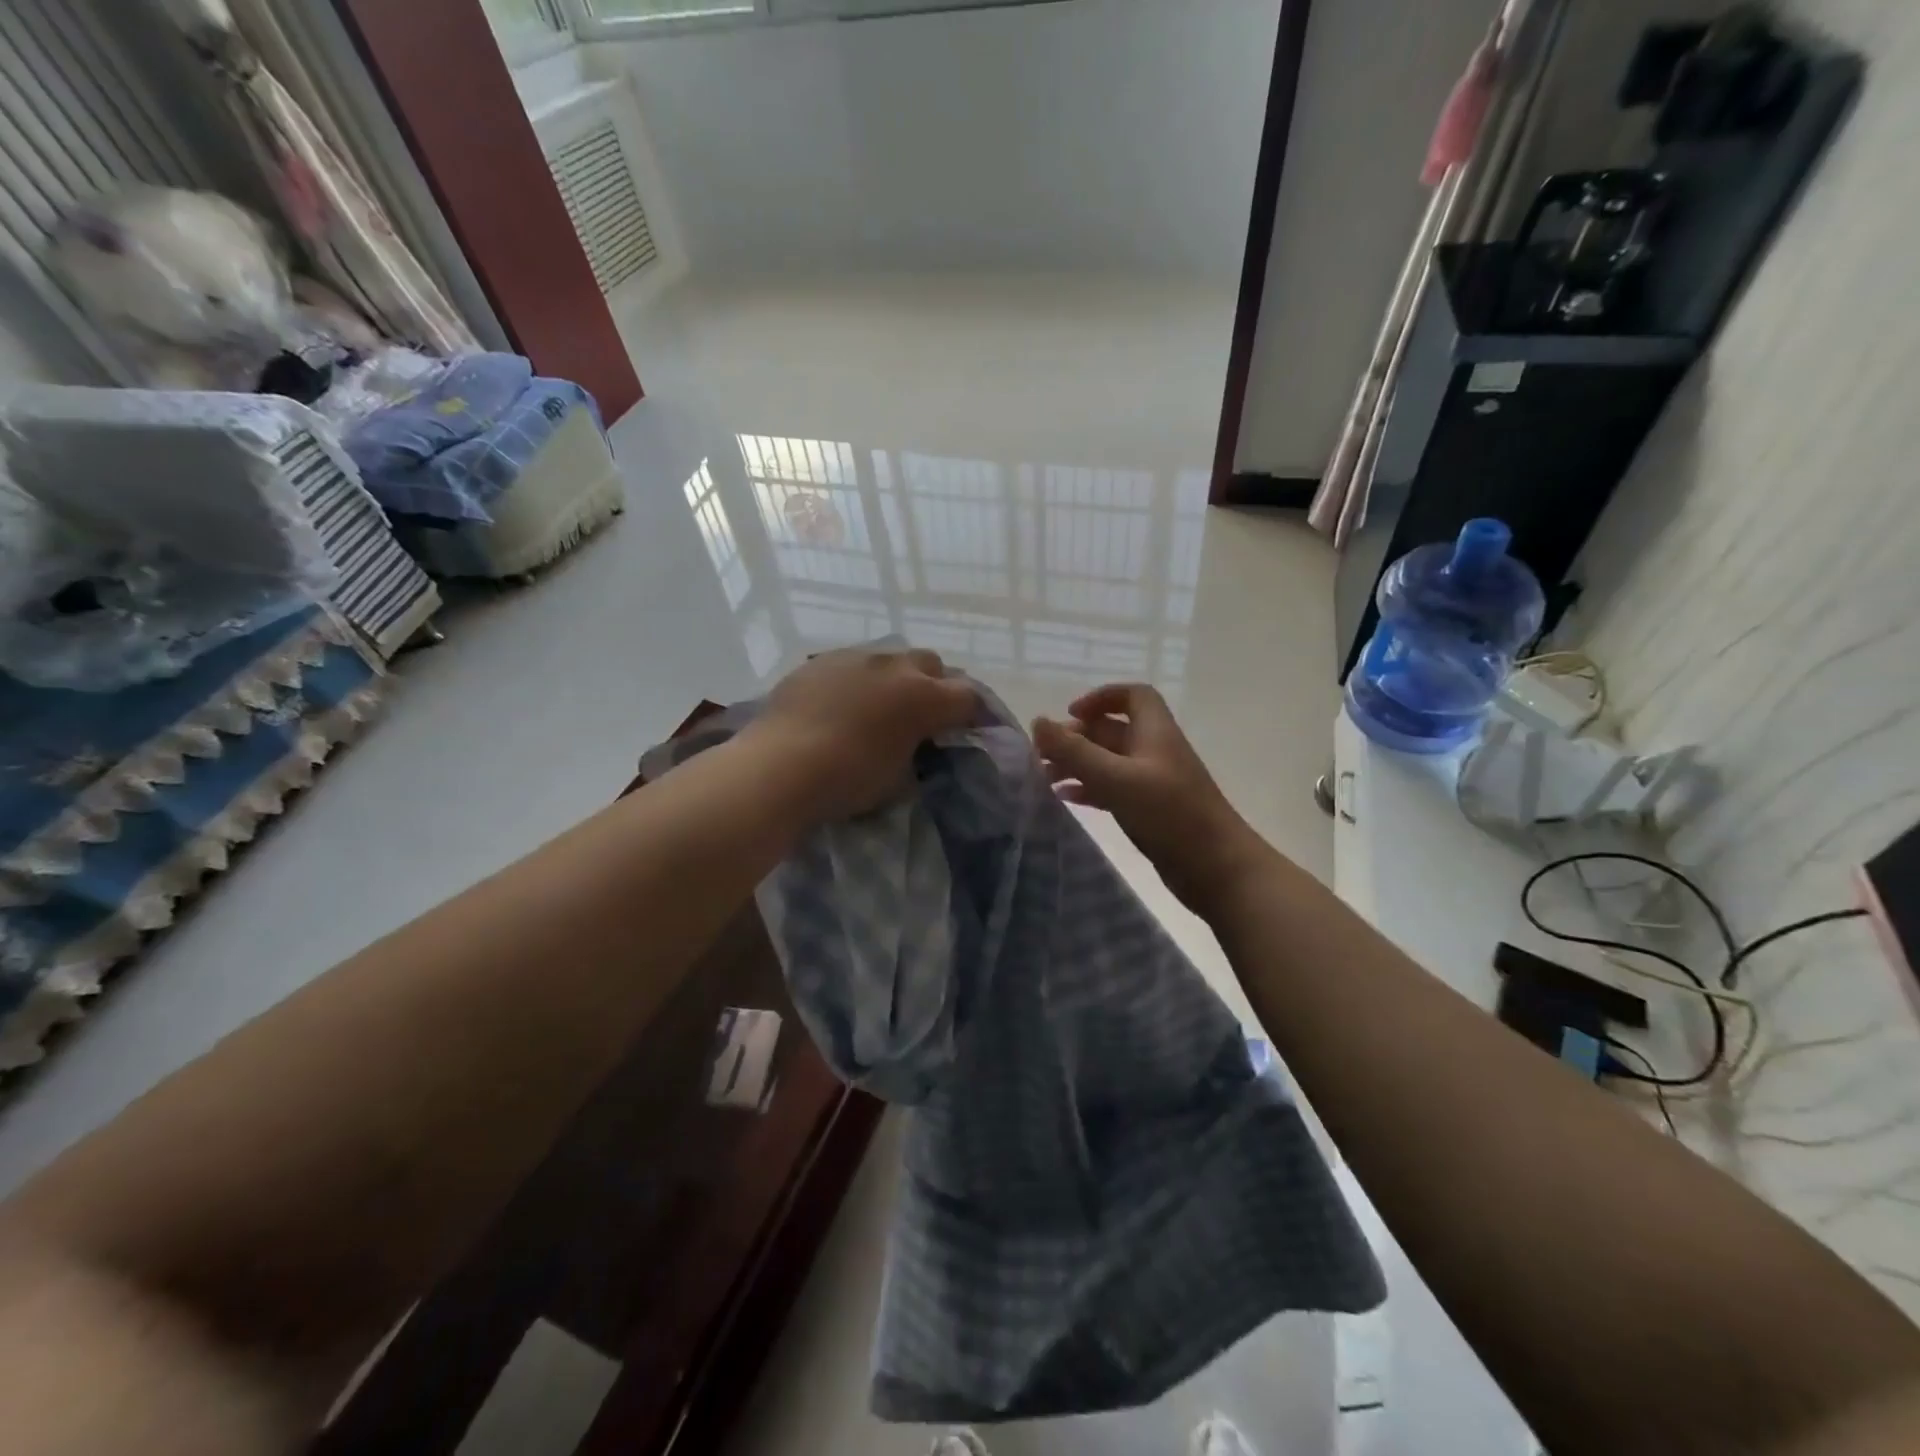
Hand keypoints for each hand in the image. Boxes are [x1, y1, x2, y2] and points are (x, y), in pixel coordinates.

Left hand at [753, 647, 977, 821]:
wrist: (779, 767)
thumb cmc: (847, 779)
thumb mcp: (898, 780)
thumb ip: (917, 755)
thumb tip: (915, 747)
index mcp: (923, 697)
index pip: (968, 697)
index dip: (973, 714)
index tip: (966, 731)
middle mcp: (894, 666)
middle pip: (931, 664)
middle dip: (934, 686)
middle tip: (922, 715)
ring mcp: (854, 657)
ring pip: (889, 659)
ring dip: (894, 679)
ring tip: (878, 707)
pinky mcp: (819, 661)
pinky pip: (851, 665)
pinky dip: (857, 681)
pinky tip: (840, 705)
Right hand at [1033, 684, 1269, 915]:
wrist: (1216, 868)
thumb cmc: (1169, 814)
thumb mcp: (1116, 778)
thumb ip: (1075, 751)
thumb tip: (1037, 722)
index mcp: (1155, 732)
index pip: (1132, 696)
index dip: (1101, 697)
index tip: (1070, 714)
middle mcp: (1154, 751)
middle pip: (1112, 730)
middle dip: (1077, 737)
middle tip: (1041, 755)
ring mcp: (1153, 782)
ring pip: (1109, 762)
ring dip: (1077, 765)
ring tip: (1044, 778)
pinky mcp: (1150, 810)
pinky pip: (1113, 789)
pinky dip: (1088, 789)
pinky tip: (1065, 799)